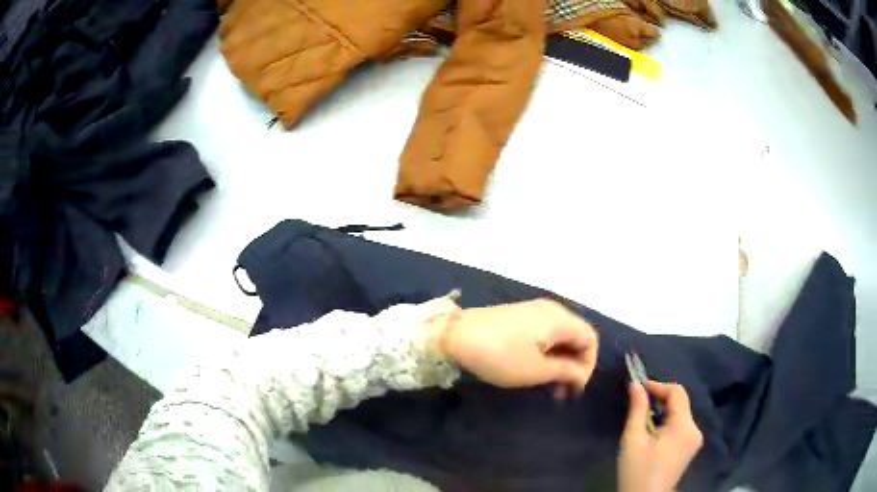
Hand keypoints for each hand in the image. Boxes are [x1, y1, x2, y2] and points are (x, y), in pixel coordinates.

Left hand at [436, 299, 598, 397]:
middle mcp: (551, 310)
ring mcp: (533, 311)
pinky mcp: (519, 316)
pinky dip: (547, 352)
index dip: (588, 365)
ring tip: (548, 384)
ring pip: (559, 337)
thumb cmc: (500, 355)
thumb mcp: (536, 370)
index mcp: (560, 319)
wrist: (455, 335)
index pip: (591, 339)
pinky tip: (534, 368)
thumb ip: (566, 371)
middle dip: (574, 365)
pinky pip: (544, 334)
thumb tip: (581, 374)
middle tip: (561, 391)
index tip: (574, 388)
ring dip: (560, 361)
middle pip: (576, 336)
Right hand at [619, 381, 703, 491]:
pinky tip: (653, 433)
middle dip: (659, 399)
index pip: (677, 392)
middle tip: (637, 403)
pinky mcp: (690, 447)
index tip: (637, 387)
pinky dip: (667, 422)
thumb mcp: (633, 440)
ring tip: (642, 420)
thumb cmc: (637, 471)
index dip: (657, 386)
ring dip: (662, 411)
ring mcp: (694, 439)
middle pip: (680, 402)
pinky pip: (680, 425)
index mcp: (684, 427)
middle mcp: (695, 429)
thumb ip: (637, 410)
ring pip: (680, 413)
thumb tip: (635, 385)